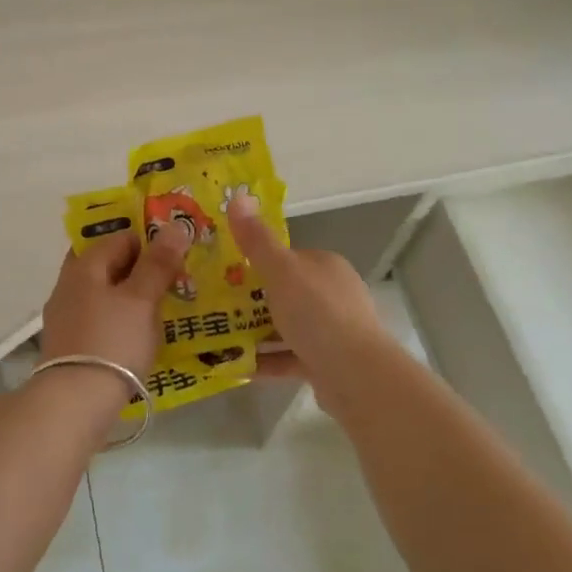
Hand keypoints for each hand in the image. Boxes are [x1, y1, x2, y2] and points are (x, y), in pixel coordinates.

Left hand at [40, 223, 190, 380]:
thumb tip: (175, 227)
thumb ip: (158, 263)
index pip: (120, 237)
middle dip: (140, 268)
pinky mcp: (70, 345)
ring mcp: (66, 316)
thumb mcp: (141, 299)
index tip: (176, 256)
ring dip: (132, 295)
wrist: (73, 404)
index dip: (150, 241)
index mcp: (84, 266)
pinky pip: (101, 319)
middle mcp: (69, 284)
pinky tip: (141, 335)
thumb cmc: (112, 341)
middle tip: (173, 280)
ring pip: (105, 293)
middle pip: (109, 264)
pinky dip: (121, 319)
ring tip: (164, 308)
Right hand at [227, 193, 387, 397]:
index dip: (257, 262)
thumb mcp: (281, 270)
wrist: (356, 375)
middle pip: (286, 292)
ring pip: (287, 326)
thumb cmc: (317, 313)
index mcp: (325, 266)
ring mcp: (333, 330)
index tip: (225, 272)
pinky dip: (266, 360)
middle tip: (216, 305)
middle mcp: (333, 294)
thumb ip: (257, 240)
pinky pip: (290, 357)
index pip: (288, 258)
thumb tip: (239, 196)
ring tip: (218, 336)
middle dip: (252, 300)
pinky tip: (237, 366)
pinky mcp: (327, 363)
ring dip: (256, 332)